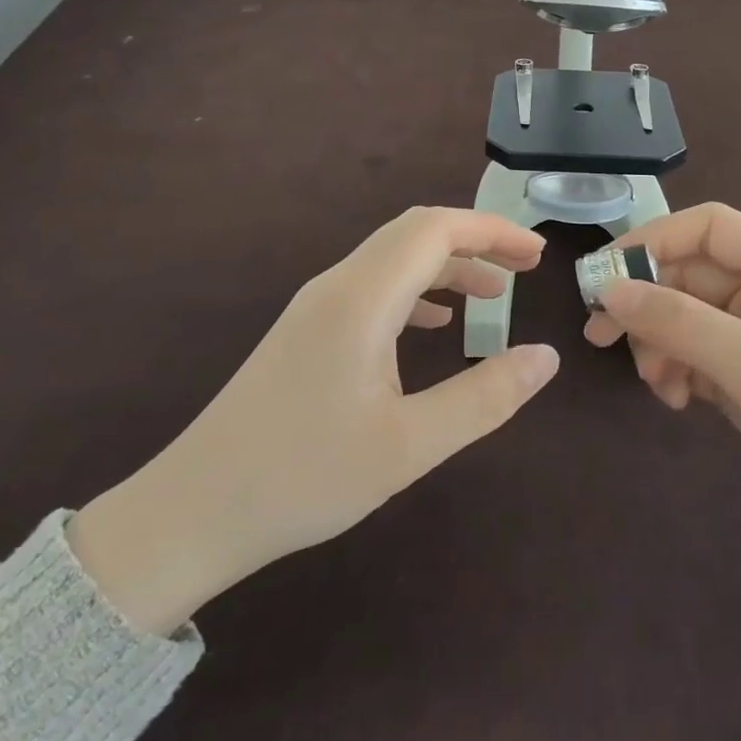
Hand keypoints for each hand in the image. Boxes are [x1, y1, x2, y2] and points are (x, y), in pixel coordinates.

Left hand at [70, 208, 559, 633]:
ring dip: (446, 265)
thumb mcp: (408, 446)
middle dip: (475, 241)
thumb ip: (483, 398)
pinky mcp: (306, 330)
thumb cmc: (304, 477)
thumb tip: (546, 356)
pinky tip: (433, 325)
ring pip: (393, 259)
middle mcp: (338, 285)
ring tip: (491, 296)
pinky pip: (373, 286)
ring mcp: (317, 306)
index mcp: (363, 298)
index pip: (437, 230)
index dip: (493, 232)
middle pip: (415, 233)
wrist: (194, 510)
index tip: (538, 257)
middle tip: (524, 270)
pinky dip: (416, 290)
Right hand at [585, 203, 740, 608]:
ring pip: (684, 317)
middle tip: (599, 335)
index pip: (705, 227)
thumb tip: (609, 291)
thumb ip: (679, 322)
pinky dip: (677, 372)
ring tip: (658, 384)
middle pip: (687, 274)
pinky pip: (696, 356)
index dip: (651, 240)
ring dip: (660, 344)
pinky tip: (678, 401)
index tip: (603, 275)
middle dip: (646, 304)